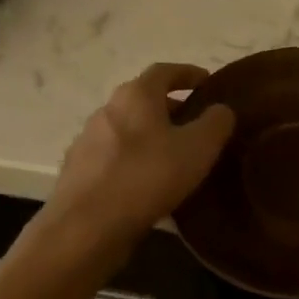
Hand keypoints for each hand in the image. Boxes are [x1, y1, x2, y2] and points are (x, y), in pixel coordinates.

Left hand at [46, 62, 234, 248]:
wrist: (85, 227)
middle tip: (196, 125)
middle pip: (144, 100)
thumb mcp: (198, 148)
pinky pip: (114, 158)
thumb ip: (215, 123)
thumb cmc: (147, 177)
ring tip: (175, 158)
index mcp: (135, 95)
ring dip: (151, 137)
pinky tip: (147, 184)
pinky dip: (134, 162)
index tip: (207, 82)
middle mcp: (107, 109)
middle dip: (171, 108)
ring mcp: (87, 141)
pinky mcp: (78, 171)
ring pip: (128, 130)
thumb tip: (220, 109)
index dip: (188, 73)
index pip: (164, 71)